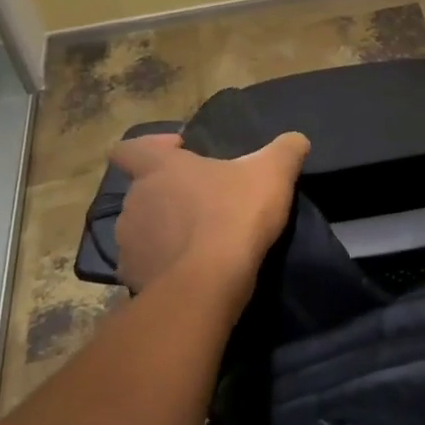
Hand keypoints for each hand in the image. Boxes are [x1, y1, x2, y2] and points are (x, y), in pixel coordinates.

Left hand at [107, 131, 309, 295]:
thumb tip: (296, 140)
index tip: (179, 151)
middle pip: (142, 189)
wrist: (209, 285)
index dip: (151, 146)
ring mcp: (129, 244)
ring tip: (199, 238)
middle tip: (204, 199)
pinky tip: (192, 270)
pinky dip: (164, 265)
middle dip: (168, 193)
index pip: (129, 148)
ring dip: (164, 230)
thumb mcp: (274, 171)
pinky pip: (147, 265)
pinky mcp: (133, 280)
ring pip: (142, 228)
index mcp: (159, 169)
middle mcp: (135, 202)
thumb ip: (286, 149)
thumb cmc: (235, 214)